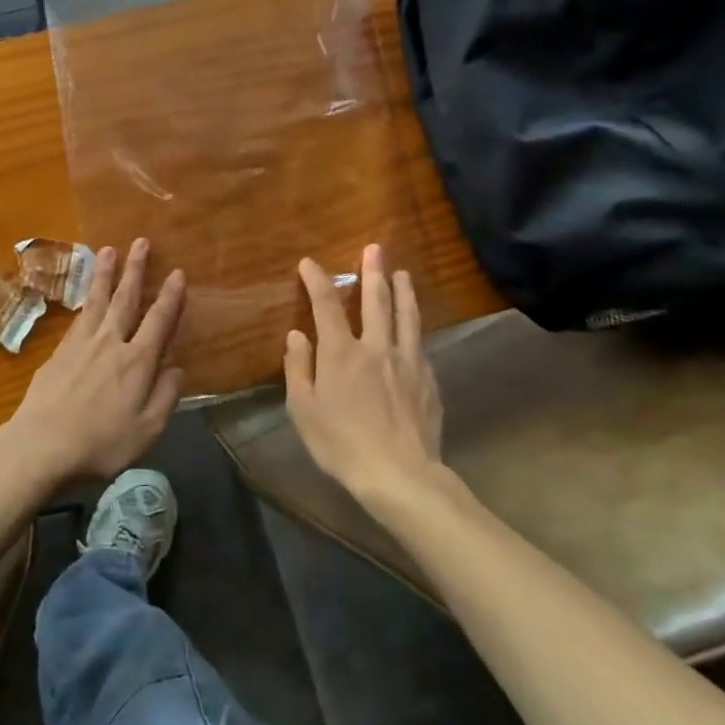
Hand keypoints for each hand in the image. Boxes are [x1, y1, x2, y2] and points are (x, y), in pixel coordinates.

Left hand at [5, 239, 185, 483]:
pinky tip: (87, 295)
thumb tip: (177, 368)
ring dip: (105, 274)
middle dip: (135, 269)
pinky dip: (85, 300)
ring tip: (108, 250)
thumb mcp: (147, 430)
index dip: (170, 297)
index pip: (158, 321)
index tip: (177, 273)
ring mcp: (81, 344)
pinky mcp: (58, 352)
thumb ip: (165, 396)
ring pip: (97, 300)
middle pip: (125, 299)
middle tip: (140, 241)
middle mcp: (110, 343)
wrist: (42, 445)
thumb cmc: (101, 444)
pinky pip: (78, 317)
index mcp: (137, 362)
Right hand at [285, 244, 447, 503]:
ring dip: (403, 291)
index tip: (309, 263)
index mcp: (341, 353)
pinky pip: (420, 344)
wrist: (400, 475)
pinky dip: (415, 327)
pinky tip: (415, 327)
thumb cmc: (341, 444)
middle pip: (376, 300)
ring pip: (406, 316)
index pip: (326, 304)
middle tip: (375, 248)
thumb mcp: (304, 410)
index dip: (317, 280)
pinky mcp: (428, 380)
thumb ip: (298, 369)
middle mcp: (376, 347)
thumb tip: (297, 335)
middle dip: (373, 271)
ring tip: (403, 273)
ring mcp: (407, 361)